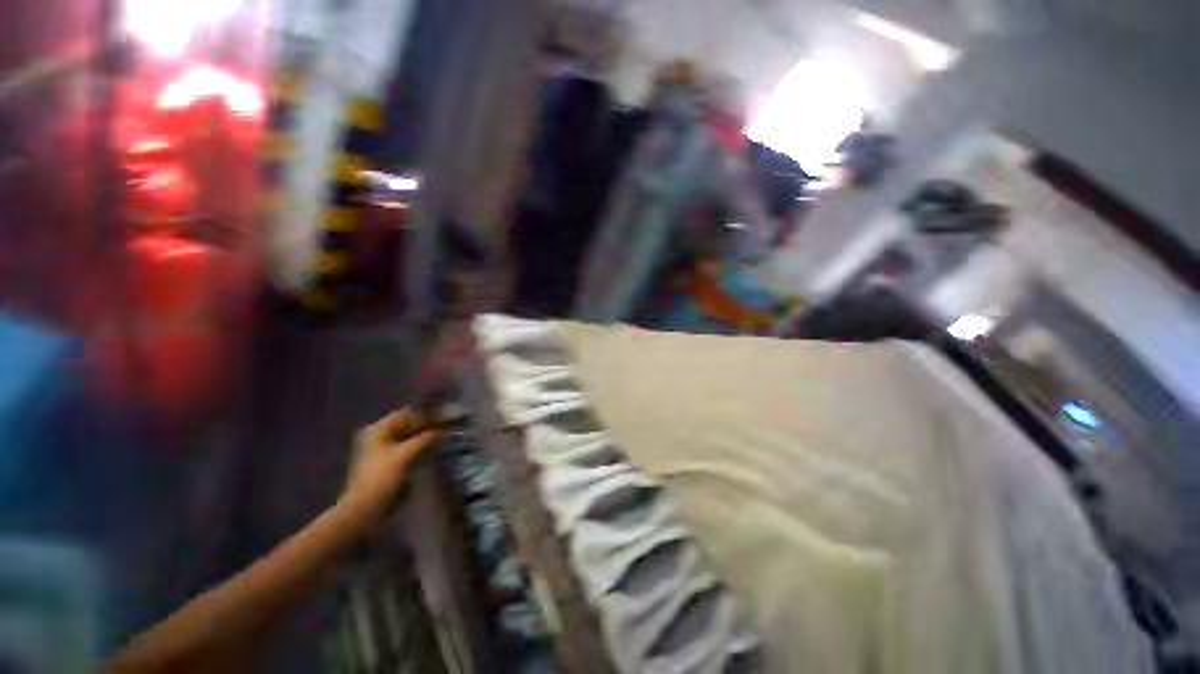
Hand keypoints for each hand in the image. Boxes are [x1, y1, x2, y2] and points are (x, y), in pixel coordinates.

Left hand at [342, 408, 440, 521]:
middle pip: (407, 423)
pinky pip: (406, 446)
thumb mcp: (404, 456)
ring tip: (443, 435)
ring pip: (407, 435)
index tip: (445, 416)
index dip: (425, 413)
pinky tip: (431, 448)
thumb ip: (424, 439)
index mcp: (377, 429)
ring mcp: (381, 448)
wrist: (363, 510)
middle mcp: (377, 435)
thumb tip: (443, 428)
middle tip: (447, 425)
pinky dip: (418, 445)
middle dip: (426, 424)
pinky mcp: (385, 461)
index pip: (406, 413)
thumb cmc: (380, 479)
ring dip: (423, 435)